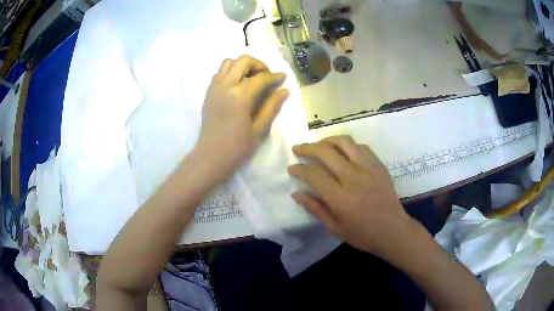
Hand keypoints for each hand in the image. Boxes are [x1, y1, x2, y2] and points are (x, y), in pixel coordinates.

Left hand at [196, 55, 288, 179]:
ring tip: (251, 78)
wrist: (210, 157)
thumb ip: (272, 107)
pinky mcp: (208, 93)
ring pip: (228, 62)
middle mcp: (225, 86)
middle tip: (266, 76)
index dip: (274, 76)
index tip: (283, 77)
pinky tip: (238, 85)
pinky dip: (231, 71)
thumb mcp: (260, 130)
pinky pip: (219, 72)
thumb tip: (284, 90)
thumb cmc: (237, 148)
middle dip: (258, 64)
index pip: (260, 78)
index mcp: (240, 97)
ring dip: (242, 65)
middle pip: (242, 61)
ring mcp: (214, 88)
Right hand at [288, 135, 413, 255]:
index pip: (314, 174)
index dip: (299, 168)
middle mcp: (353, 178)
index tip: (291, 168)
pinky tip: (342, 150)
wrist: (393, 231)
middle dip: (308, 148)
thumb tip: (296, 193)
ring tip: (318, 144)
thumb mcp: (335, 228)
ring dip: (327, 140)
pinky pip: (361, 147)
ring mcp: (368, 168)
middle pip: (326, 152)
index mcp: (340, 198)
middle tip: (298, 149)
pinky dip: (347, 145)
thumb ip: (315, 208)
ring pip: (344, 142)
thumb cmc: (363, 234)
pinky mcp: (379, 165)